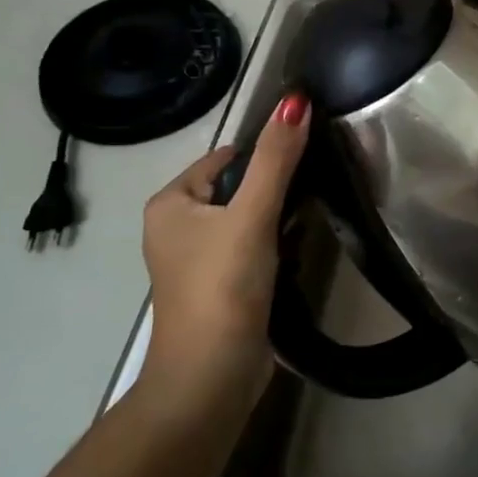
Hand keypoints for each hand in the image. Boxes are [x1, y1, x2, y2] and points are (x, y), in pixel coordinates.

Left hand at [139, 92, 309, 416]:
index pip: (227, 158)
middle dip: (274, 194)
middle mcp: (177, 227)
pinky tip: (293, 259)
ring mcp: (197, 261)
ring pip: (249, 221)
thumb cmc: (223, 287)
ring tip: (301, 233)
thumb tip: (295, 100)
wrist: (212, 376)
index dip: (266, 160)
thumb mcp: (251, 215)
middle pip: (239, 188)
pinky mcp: (220, 287)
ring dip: (278, 223)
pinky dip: (274, 250)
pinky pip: (252, 250)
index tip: (304, 170)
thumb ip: (276, 159)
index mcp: (170, 203)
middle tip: (307, 203)